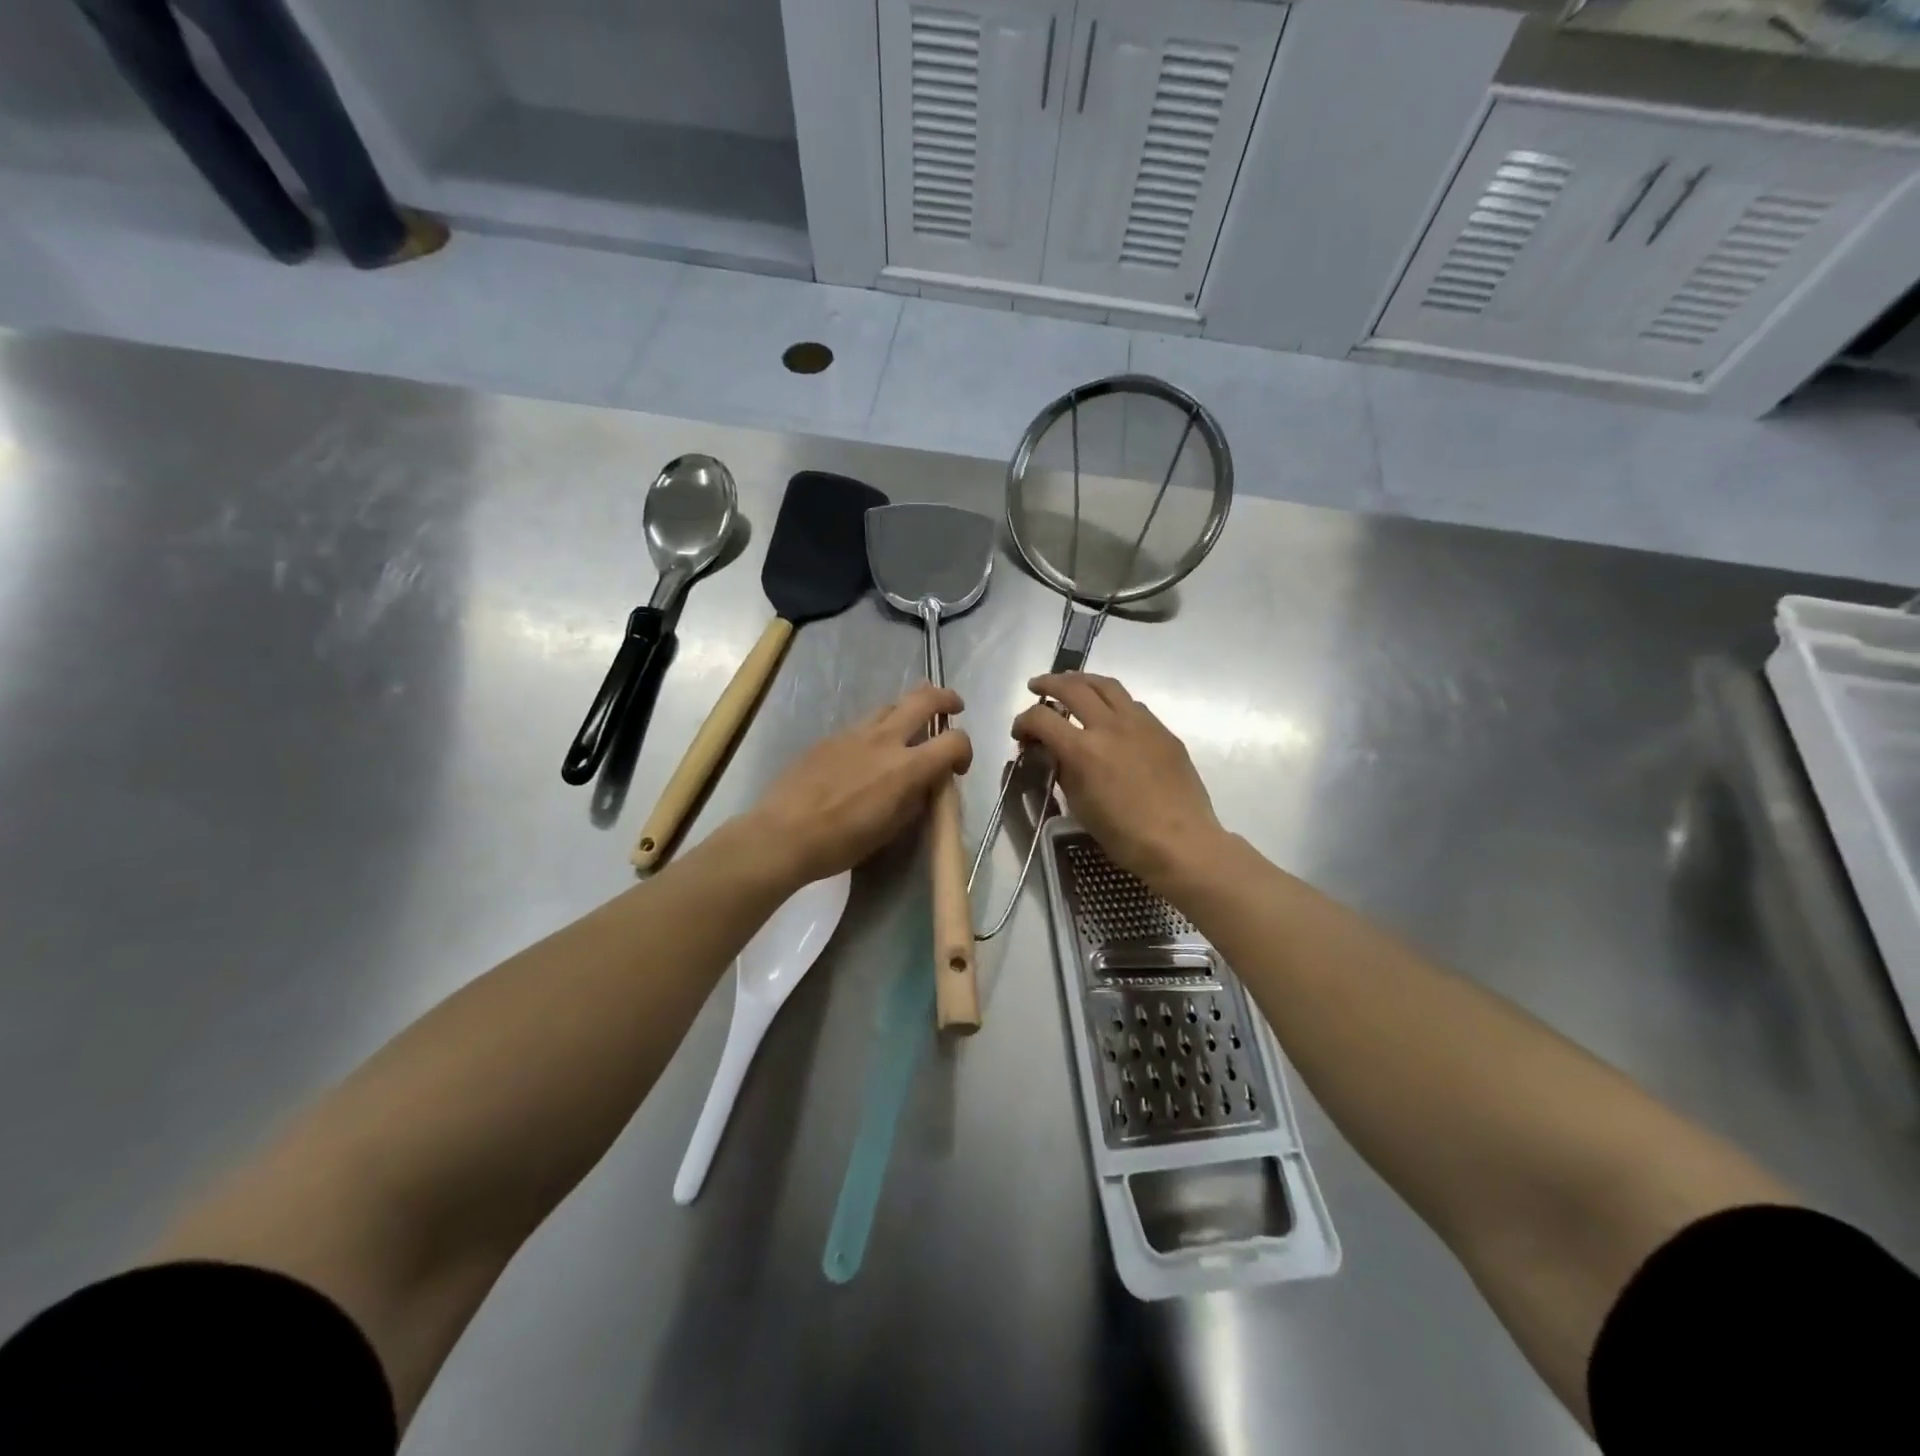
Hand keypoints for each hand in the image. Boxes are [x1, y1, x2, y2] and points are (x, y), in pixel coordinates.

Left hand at [747, 684, 972, 884]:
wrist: (783, 834)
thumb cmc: (841, 842)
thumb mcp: (891, 829)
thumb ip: (915, 799)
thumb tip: (925, 784)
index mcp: (906, 767)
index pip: (954, 741)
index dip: (965, 750)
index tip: (957, 768)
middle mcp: (885, 740)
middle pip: (925, 698)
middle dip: (946, 699)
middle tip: (953, 708)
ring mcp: (855, 733)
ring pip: (891, 705)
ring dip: (909, 711)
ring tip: (910, 729)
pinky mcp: (831, 737)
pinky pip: (864, 724)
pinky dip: (878, 730)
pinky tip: (868, 754)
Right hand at [1013, 673, 1222, 890]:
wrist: (1181, 842)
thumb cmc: (1124, 835)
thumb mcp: (1079, 805)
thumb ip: (1062, 770)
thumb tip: (1052, 751)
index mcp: (1083, 750)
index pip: (1041, 718)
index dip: (1023, 722)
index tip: (1020, 733)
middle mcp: (1110, 726)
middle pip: (1072, 687)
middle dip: (1048, 684)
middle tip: (1037, 688)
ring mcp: (1141, 723)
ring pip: (1106, 685)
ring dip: (1082, 680)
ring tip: (1071, 684)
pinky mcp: (1163, 730)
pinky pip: (1132, 704)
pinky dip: (1111, 700)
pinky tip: (1108, 713)